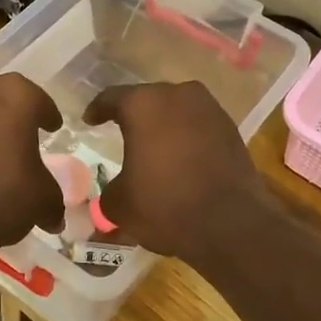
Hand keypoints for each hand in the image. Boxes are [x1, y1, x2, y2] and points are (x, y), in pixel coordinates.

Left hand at [0, 72, 63, 261]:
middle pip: (4, 99)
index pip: (39, 102)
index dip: (48, 117)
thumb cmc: (3, 197)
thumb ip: (52, 199)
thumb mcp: (42, 199)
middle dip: (14, 116)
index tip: (52, 127)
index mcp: (16, 95)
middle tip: (24, 136)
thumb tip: (53, 217)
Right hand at [84, 81, 269, 263]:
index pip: (111, 98)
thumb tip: (115, 190)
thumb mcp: (119, 204)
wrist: (230, 224)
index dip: (97, 110)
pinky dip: (186, 136)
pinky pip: (198, 125)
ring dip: (164, 124)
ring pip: (177, 110)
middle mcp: (178, 95)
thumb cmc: (165, 205)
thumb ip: (109, 189)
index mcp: (143, 105)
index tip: (90, 120)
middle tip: (121, 130)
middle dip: (134, 114)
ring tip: (153, 144)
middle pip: (148, 99)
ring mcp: (210, 109)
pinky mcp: (231, 128)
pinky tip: (180, 157)